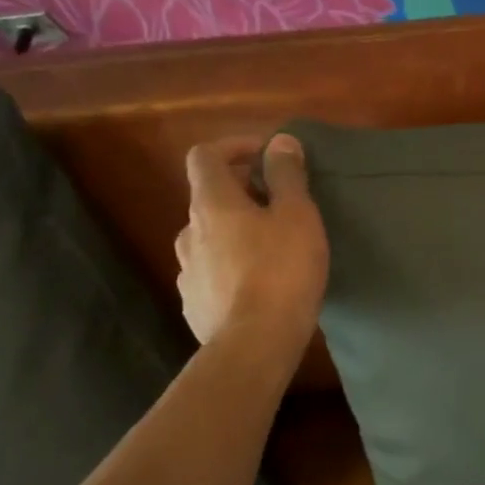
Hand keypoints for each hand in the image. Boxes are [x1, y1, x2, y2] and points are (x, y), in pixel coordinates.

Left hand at [175, 134, 327, 355]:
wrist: (255, 343)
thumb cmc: (281, 269)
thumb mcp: (297, 214)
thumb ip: (286, 175)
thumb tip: (279, 141)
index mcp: (212, 203)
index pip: (204, 156)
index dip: (233, 146)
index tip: (266, 156)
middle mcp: (189, 232)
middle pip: (209, 197)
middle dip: (242, 191)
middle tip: (280, 203)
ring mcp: (187, 271)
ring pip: (210, 236)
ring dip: (235, 230)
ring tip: (271, 246)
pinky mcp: (194, 303)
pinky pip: (211, 271)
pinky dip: (231, 265)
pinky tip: (258, 283)